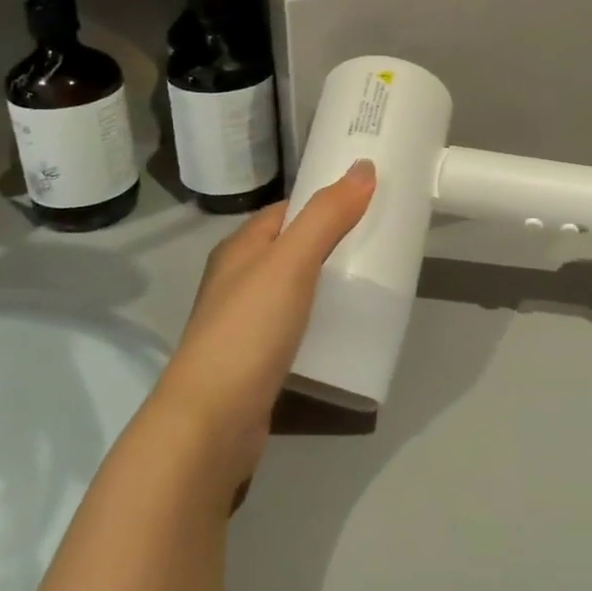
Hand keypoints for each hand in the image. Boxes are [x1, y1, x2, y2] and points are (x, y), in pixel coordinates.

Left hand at [150, 160, 375, 488]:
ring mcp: (244, 322)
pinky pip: (295, 325)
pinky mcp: (256, 359)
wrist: (209, 423)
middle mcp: (238, 279)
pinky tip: (346, 328)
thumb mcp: (291, 263)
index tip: (371, 200)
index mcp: (241, 248)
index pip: (289, 209)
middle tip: (381, 241)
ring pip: (295, 288)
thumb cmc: (248, 331)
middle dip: (333, 241)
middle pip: (293, 247)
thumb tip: (364, 167)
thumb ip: (327, 216)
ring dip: (328, 282)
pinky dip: (320, 319)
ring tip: (373, 282)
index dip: (326, 200)